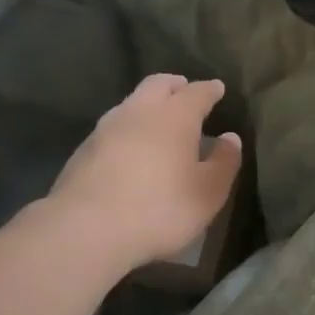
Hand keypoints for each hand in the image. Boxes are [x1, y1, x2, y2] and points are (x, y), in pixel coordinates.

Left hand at [46, 74, 242, 272]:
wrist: (86, 229)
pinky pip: (114, 127)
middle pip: (158, 85)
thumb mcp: (208, 193)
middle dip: (175, 86)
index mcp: (174, 116)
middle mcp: (139, 111)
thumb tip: (230, 138)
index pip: (197, 92)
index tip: (218, 89)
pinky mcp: (84, 149)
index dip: (210, 90)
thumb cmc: (160, 209)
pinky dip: (129, 128)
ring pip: (132, 103)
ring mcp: (106, 128)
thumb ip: (224, 162)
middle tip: (186, 92)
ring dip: (148, 105)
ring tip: (159, 121)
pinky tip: (132, 148)